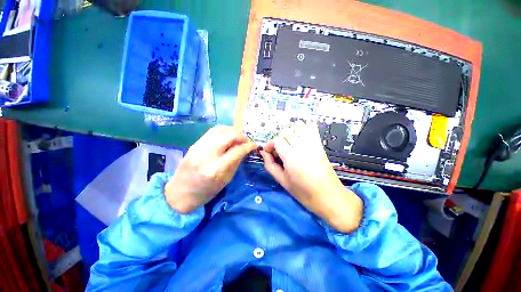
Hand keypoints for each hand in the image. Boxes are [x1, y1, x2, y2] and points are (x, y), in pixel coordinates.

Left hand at [165, 126, 255, 213]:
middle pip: (229, 135)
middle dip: (242, 135)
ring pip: (220, 129)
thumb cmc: (206, 192)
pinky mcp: (194, 144)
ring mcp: (198, 147)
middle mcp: (207, 155)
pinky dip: (223, 131)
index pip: (238, 150)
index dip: (249, 146)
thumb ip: (236, 162)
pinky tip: (227, 136)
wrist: (180, 193)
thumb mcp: (226, 180)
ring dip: (232, 130)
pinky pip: (212, 131)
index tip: (254, 145)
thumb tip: (245, 149)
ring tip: (238, 136)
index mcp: (216, 169)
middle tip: (246, 140)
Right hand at [260, 121, 362, 232]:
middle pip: (286, 132)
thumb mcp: (283, 182)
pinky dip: (302, 129)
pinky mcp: (320, 145)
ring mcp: (313, 145)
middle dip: (278, 139)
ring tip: (288, 144)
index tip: (268, 152)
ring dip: (289, 133)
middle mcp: (303, 148)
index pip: (278, 140)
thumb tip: (264, 154)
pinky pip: (311, 129)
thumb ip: (270, 166)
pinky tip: (299, 139)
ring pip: (298, 126)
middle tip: (277, 151)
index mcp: (292, 158)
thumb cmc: (304, 193)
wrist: (330, 197)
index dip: (270, 144)